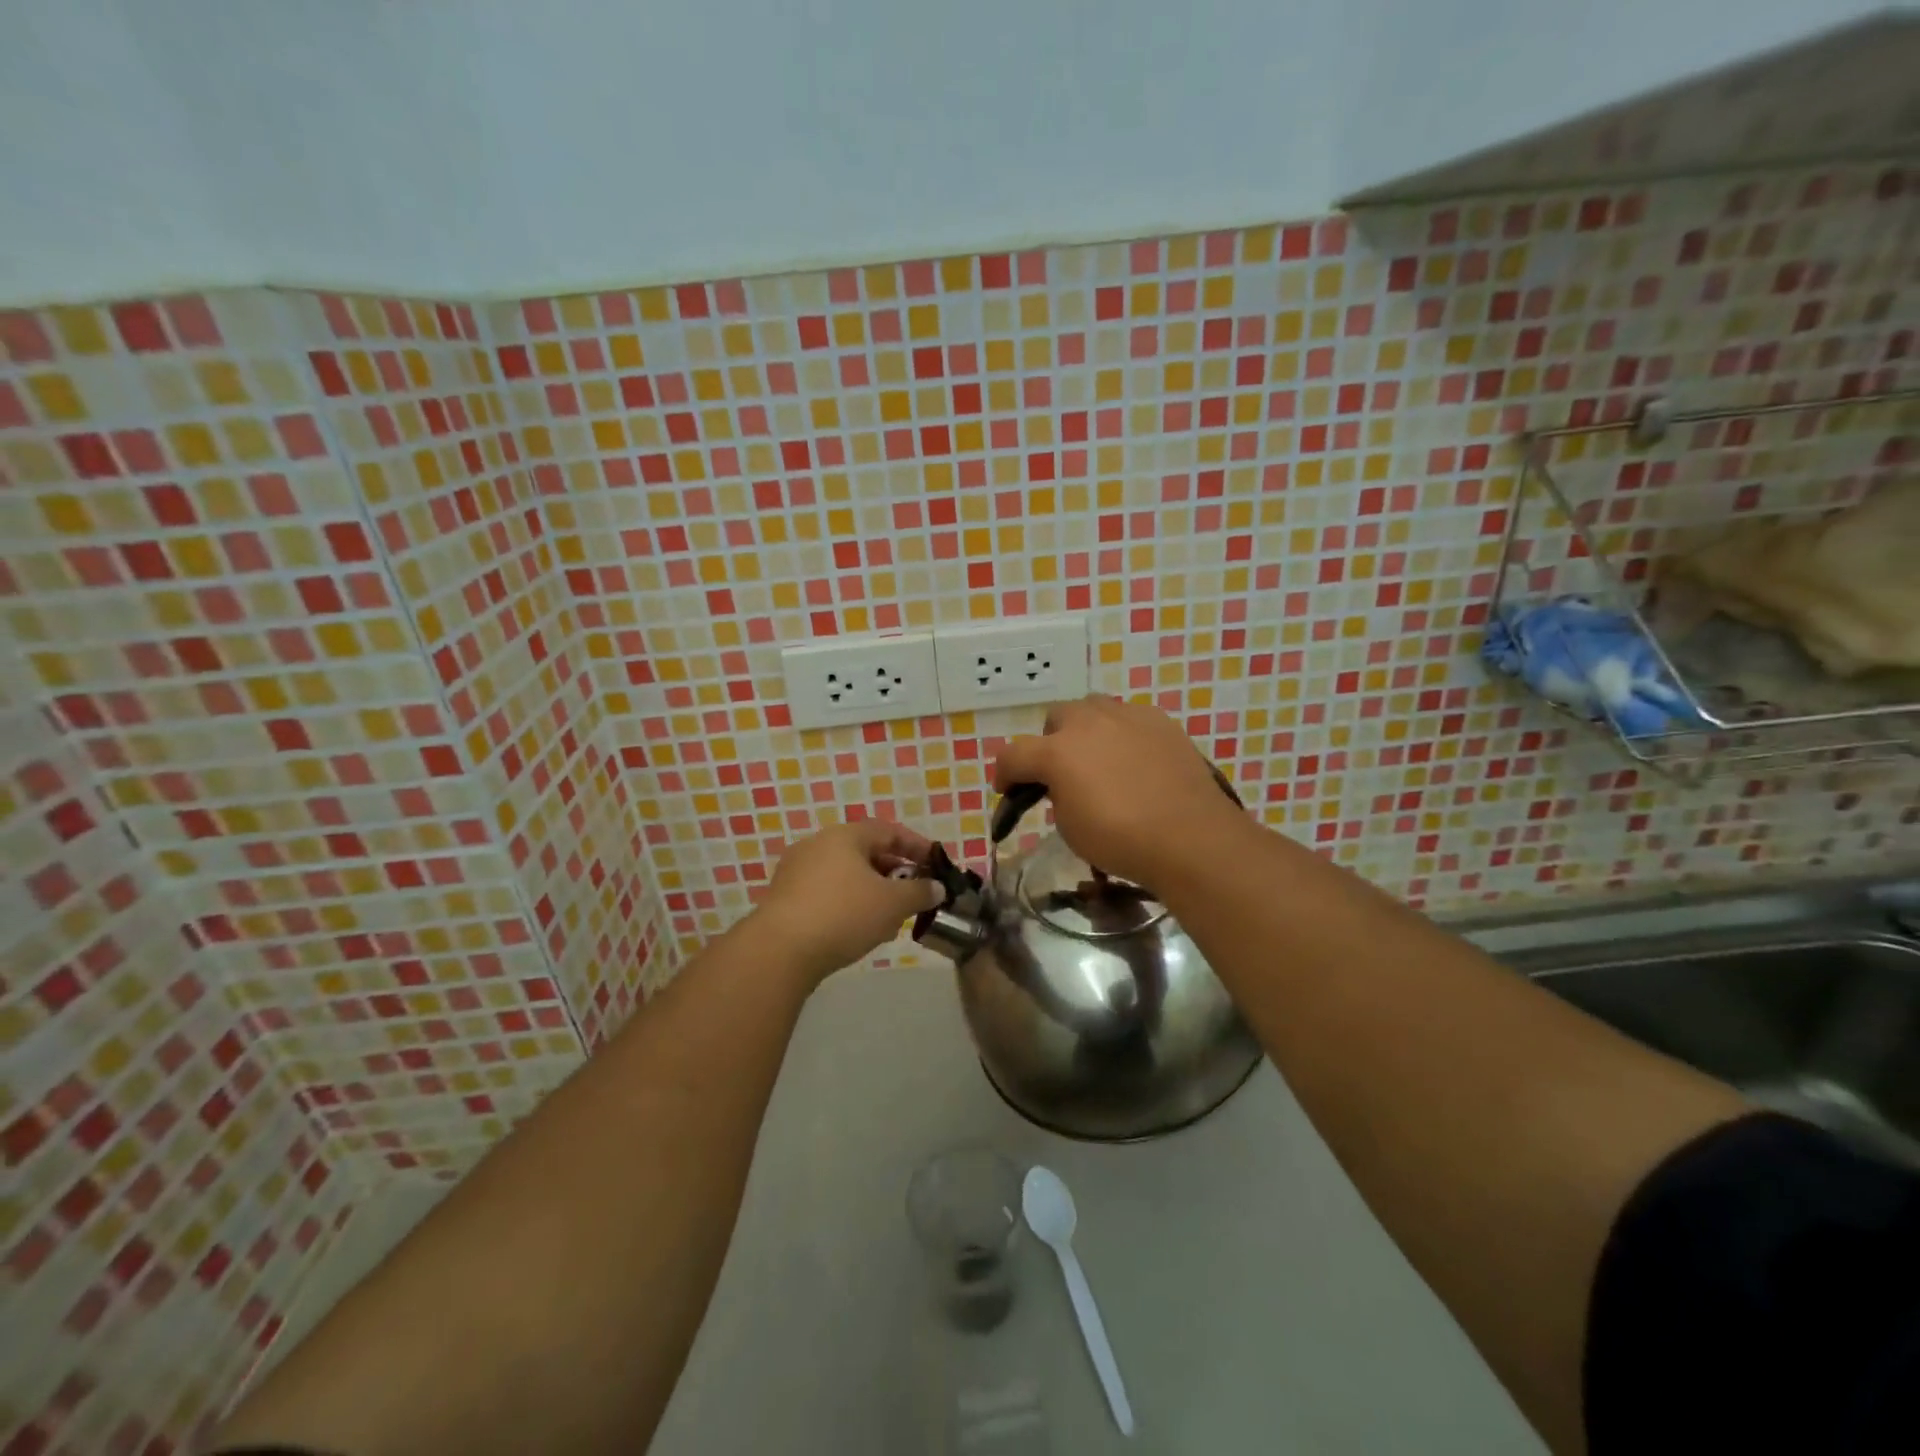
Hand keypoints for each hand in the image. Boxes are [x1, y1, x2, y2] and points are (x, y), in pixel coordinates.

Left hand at [751, 819, 944, 983]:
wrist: (780, 951)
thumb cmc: (843, 914)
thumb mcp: (892, 903)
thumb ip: (920, 892)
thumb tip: (937, 887)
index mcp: (845, 836)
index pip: (889, 830)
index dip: (917, 846)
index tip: (936, 864)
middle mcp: (818, 844)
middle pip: (865, 851)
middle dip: (894, 873)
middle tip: (914, 893)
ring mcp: (796, 871)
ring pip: (846, 875)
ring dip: (872, 891)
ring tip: (890, 918)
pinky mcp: (784, 898)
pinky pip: (827, 893)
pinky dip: (849, 904)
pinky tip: (859, 929)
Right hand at [993, 696, 1245, 885]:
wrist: (1191, 838)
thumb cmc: (1121, 840)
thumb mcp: (1070, 828)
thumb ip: (1057, 796)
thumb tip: (1064, 785)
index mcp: (1057, 752)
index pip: (1014, 755)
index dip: (1004, 773)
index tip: (1007, 791)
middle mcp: (1088, 722)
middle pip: (1055, 718)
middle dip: (1049, 742)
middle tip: (1059, 772)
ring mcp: (1128, 716)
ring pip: (1093, 708)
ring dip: (1085, 730)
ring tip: (1097, 759)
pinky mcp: (1160, 721)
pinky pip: (1129, 718)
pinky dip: (1121, 734)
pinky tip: (1133, 760)